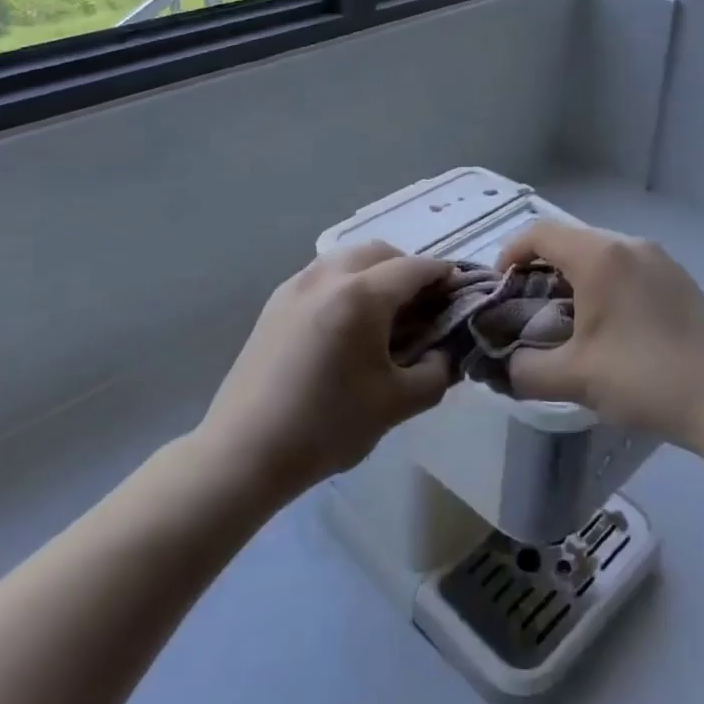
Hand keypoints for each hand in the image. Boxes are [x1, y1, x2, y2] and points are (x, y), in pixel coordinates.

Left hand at [199, 242, 454, 500]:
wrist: (244, 451)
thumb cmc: (327, 426)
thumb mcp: (397, 404)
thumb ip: (436, 373)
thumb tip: (445, 354)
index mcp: (362, 295)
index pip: (415, 268)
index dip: (443, 277)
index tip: (459, 294)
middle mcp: (328, 275)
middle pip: (380, 252)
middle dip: (408, 270)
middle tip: (423, 306)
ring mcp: (296, 285)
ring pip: (347, 258)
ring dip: (375, 272)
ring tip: (385, 314)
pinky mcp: (275, 302)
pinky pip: (322, 275)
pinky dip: (346, 283)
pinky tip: (347, 324)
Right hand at [497, 221, 703, 450]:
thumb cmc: (643, 379)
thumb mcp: (573, 378)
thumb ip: (524, 369)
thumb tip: (504, 365)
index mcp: (599, 256)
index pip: (539, 233)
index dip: (510, 253)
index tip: (500, 287)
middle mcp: (629, 244)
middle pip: (570, 239)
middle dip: (541, 267)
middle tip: (529, 306)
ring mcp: (659, 258)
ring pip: (601, 252)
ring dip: (574, 275)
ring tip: (567, 317)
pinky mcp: (679, 277)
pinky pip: (628, 265)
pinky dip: (605, 281)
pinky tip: (611, 323)